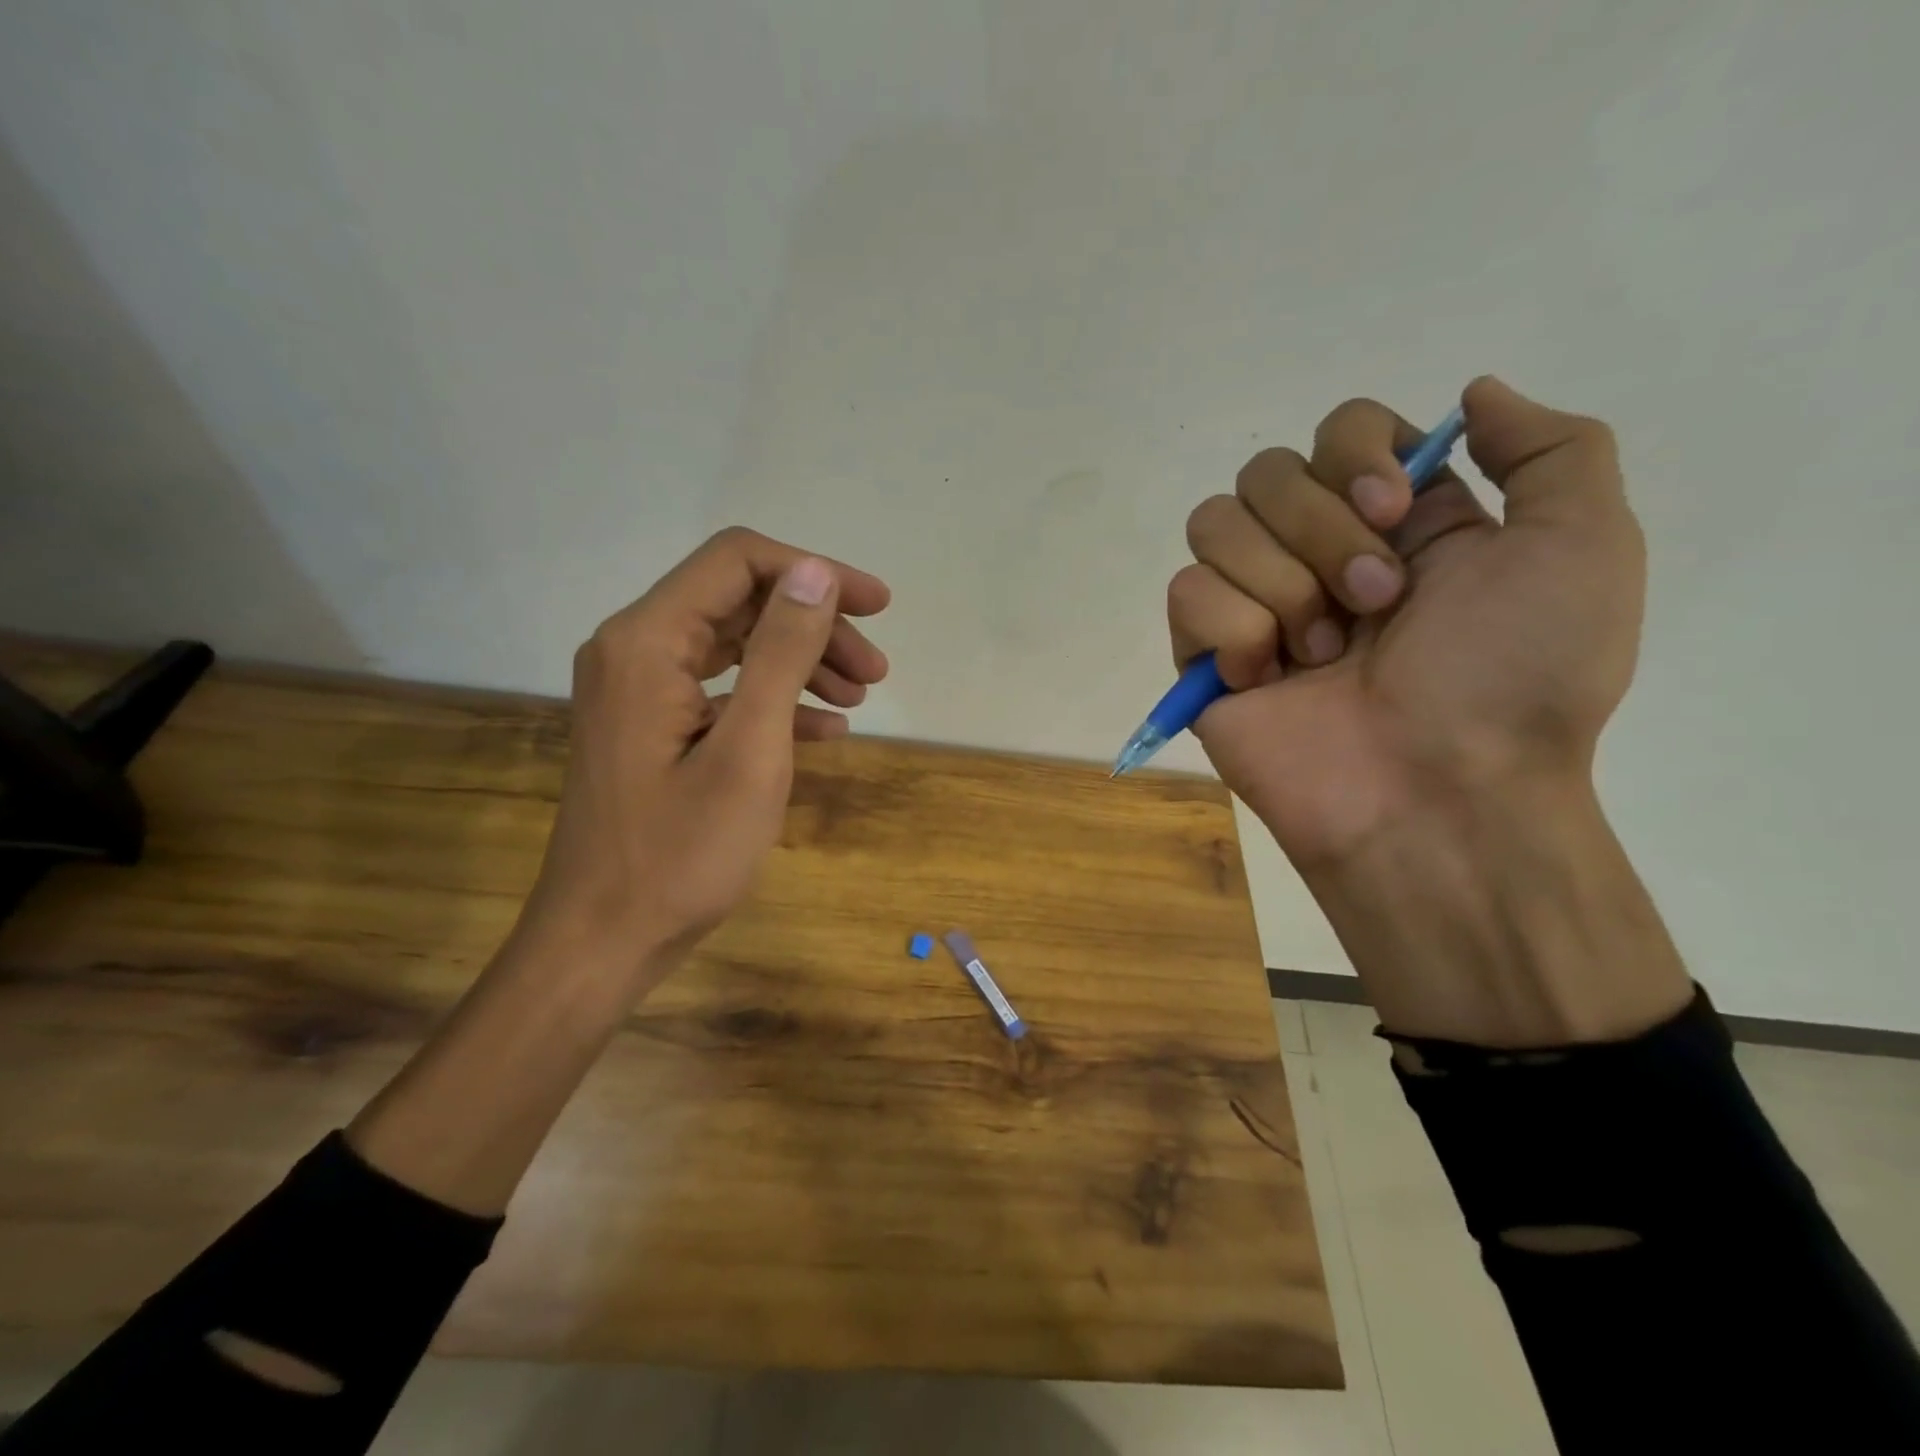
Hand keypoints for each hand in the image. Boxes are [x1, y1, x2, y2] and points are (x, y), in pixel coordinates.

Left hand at [521, 526, 890, 980]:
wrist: (604, 940)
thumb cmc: (681, 854)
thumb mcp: (749, 750)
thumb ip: (781, 653)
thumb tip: (816, 574)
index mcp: (647, 642)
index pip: (737, 561)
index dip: (815, 572)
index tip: (876, 608)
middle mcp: (635, 650)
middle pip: (740, 601)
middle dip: (816, 626)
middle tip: (876, 671)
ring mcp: (640, 690)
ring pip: (736, 645)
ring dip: (802, 662)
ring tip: (860, 698)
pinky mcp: (651, 726)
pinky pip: (723, 690)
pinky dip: (776, 700)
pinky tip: (825, 731)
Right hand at [1170, 377, 1689, 1042]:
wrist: (1438, 795)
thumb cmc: (1515, 679)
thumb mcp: (1584, 548)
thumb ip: (1550, 450)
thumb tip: (1469, 394)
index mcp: (1396, 522)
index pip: (1339, 429)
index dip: (1355, 454)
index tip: (1396, 515)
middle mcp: (1316, 552)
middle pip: (1266, 471)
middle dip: (1321, 532)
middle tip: (1376, 605)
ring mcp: (1255, 604)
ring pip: (1214, 523)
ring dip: (1280, 584)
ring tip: (1324, 653)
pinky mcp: (1204, 656)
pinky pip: (1185, 593)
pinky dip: (1231, 629)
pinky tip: (1268, 677)